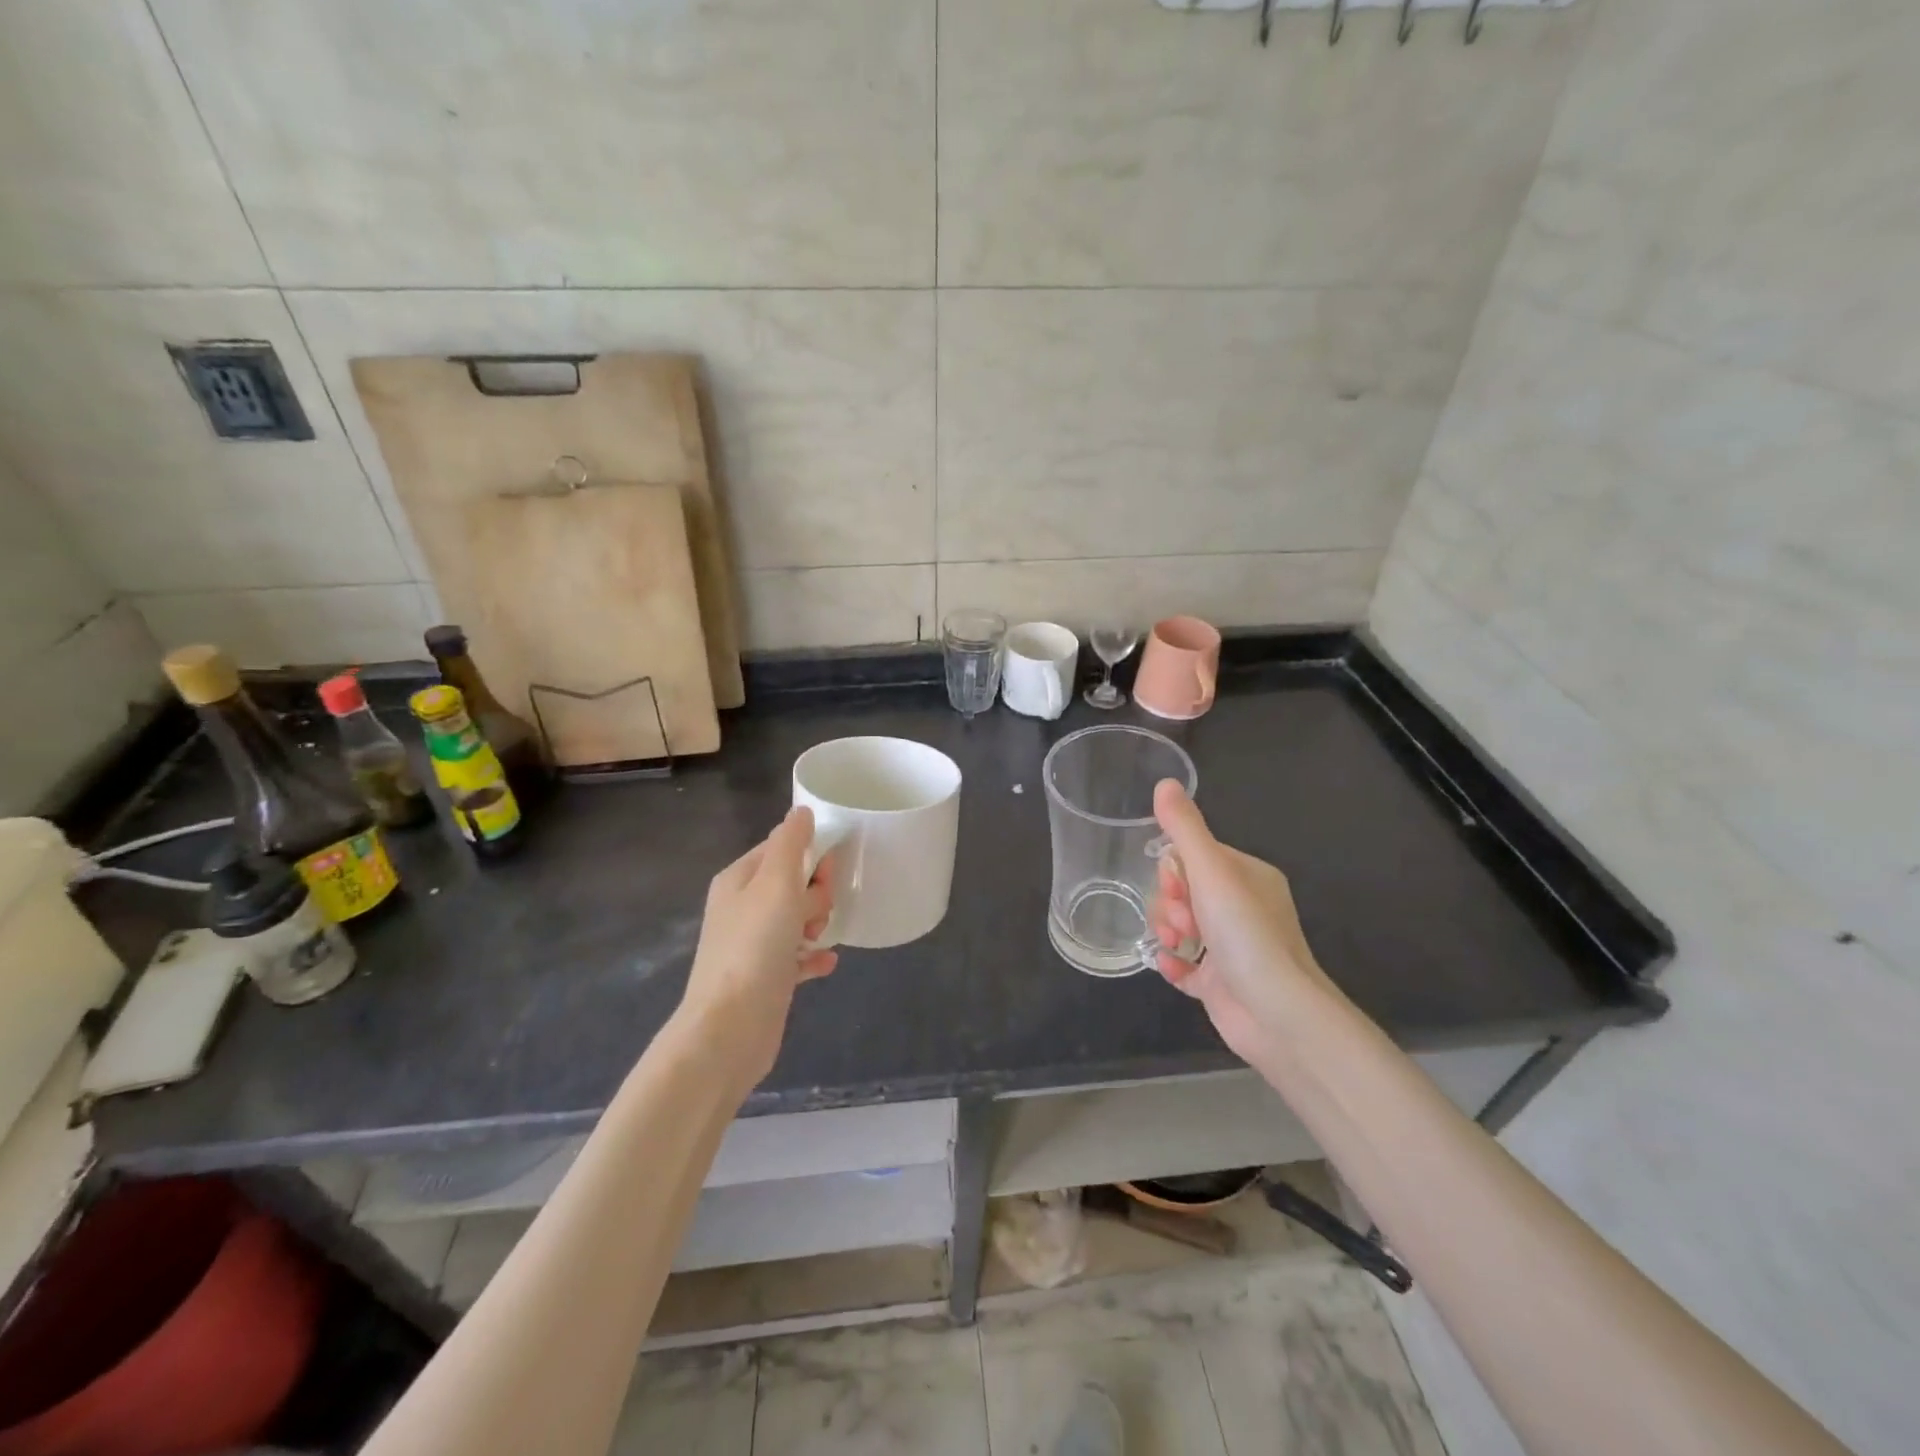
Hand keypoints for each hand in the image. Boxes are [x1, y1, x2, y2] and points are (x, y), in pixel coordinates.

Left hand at [677, 806, 837, 1094]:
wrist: (730, 1028)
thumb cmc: (755, 947)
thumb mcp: (775, 884)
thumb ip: (791, 844)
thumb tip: (800, 812)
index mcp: (739, 880)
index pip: (781, 847)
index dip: (810, 855)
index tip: (826, 874)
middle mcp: (742, 907)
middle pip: (792, 883)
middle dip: (814, 893)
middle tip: (814, 915)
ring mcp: (753, 944)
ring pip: (797, 918)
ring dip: (817, 924)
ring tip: (817, 940)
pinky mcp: (766, 977)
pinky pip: (798, 956)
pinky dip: (813, 956)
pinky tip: (827, 963)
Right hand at [1147, 780, 1330, 1069]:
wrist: (1278, 1014)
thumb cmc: (1246, 934)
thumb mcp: (1212, 872)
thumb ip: (1185, 828)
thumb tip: (1165, 782)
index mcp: (1248, 877)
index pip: (1196, 857)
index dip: (1175, 869)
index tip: (1176, 886)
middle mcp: (1242, 908)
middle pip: (1184, 891)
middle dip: (1170, 902)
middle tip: (1182, 920)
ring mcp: (1231, 948)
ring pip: (1180, 925)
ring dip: (1167, 930)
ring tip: (1176, 944)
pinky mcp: (1221, 983)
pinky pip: (1184, 964)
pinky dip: (1173, 962)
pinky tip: (1170, 965)